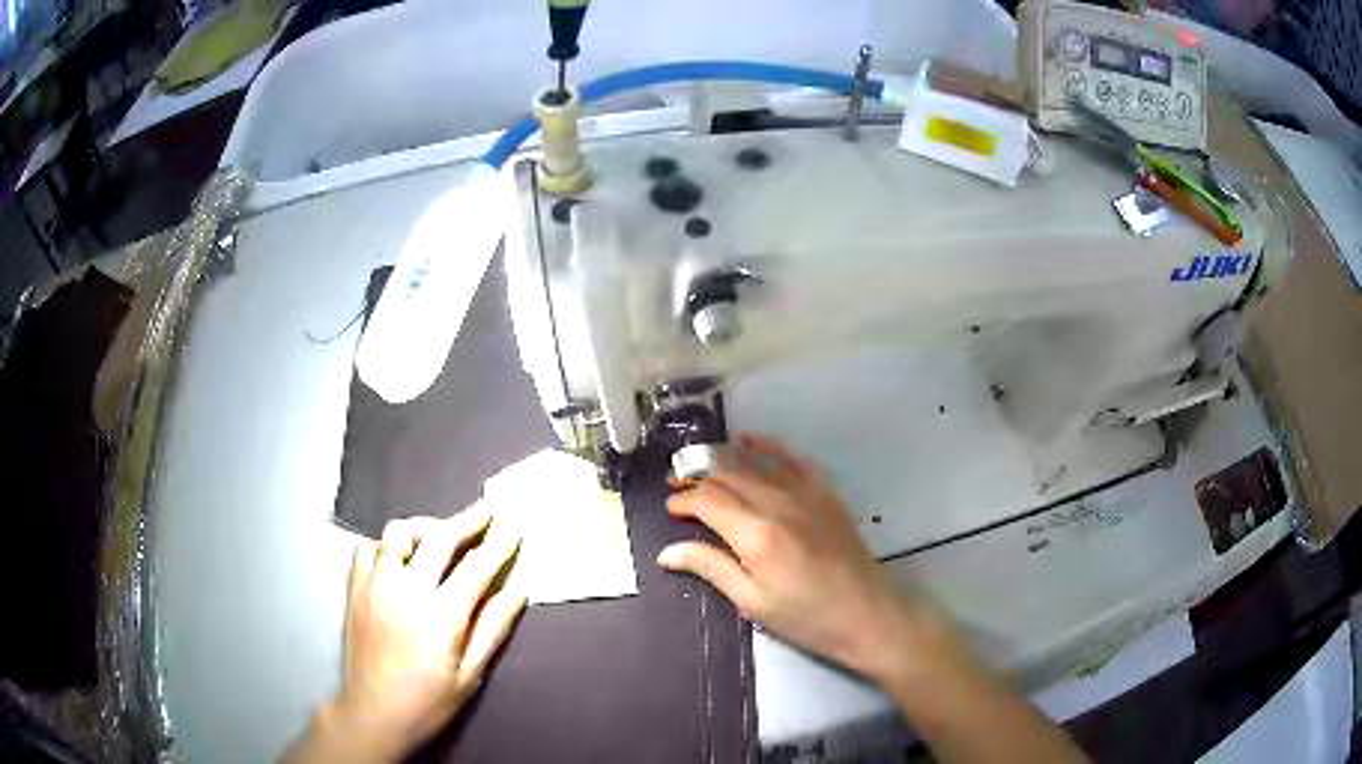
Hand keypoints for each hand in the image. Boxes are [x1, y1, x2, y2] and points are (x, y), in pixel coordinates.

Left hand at [295, 509, 525, 762]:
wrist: (373, 713)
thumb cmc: (428, 701)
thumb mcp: (470, 673)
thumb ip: (493, 627)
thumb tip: (519, 589)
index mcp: (440, 613)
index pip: (477, 565)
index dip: (500, 542)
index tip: (515, 524)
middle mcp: (406, 588)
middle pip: (440, 538)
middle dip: (469, 520)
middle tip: (489, 509)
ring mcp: (375, 583)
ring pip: (399, 533)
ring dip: (425, 528)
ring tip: (441, 537)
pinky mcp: (354, 587)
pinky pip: (370, 548)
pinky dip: (388, 546)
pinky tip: (399, 560)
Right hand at [658, 434, 957, 682]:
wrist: (867, 614)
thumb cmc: (806, 617)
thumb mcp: (752, 602)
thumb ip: (711, 568)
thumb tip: (667, 553)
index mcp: (756, 534)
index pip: (708, 501)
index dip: (684, 500)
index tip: (671, 508)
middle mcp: (778, 503)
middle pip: (728, 475)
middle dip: (697, 474)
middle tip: (677, 482)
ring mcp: (805, 493)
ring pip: (756, 461)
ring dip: (724, 456)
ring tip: (702, 459)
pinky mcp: (825, 493)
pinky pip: (792, 458)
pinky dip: (768, 446)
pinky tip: (752, 442)